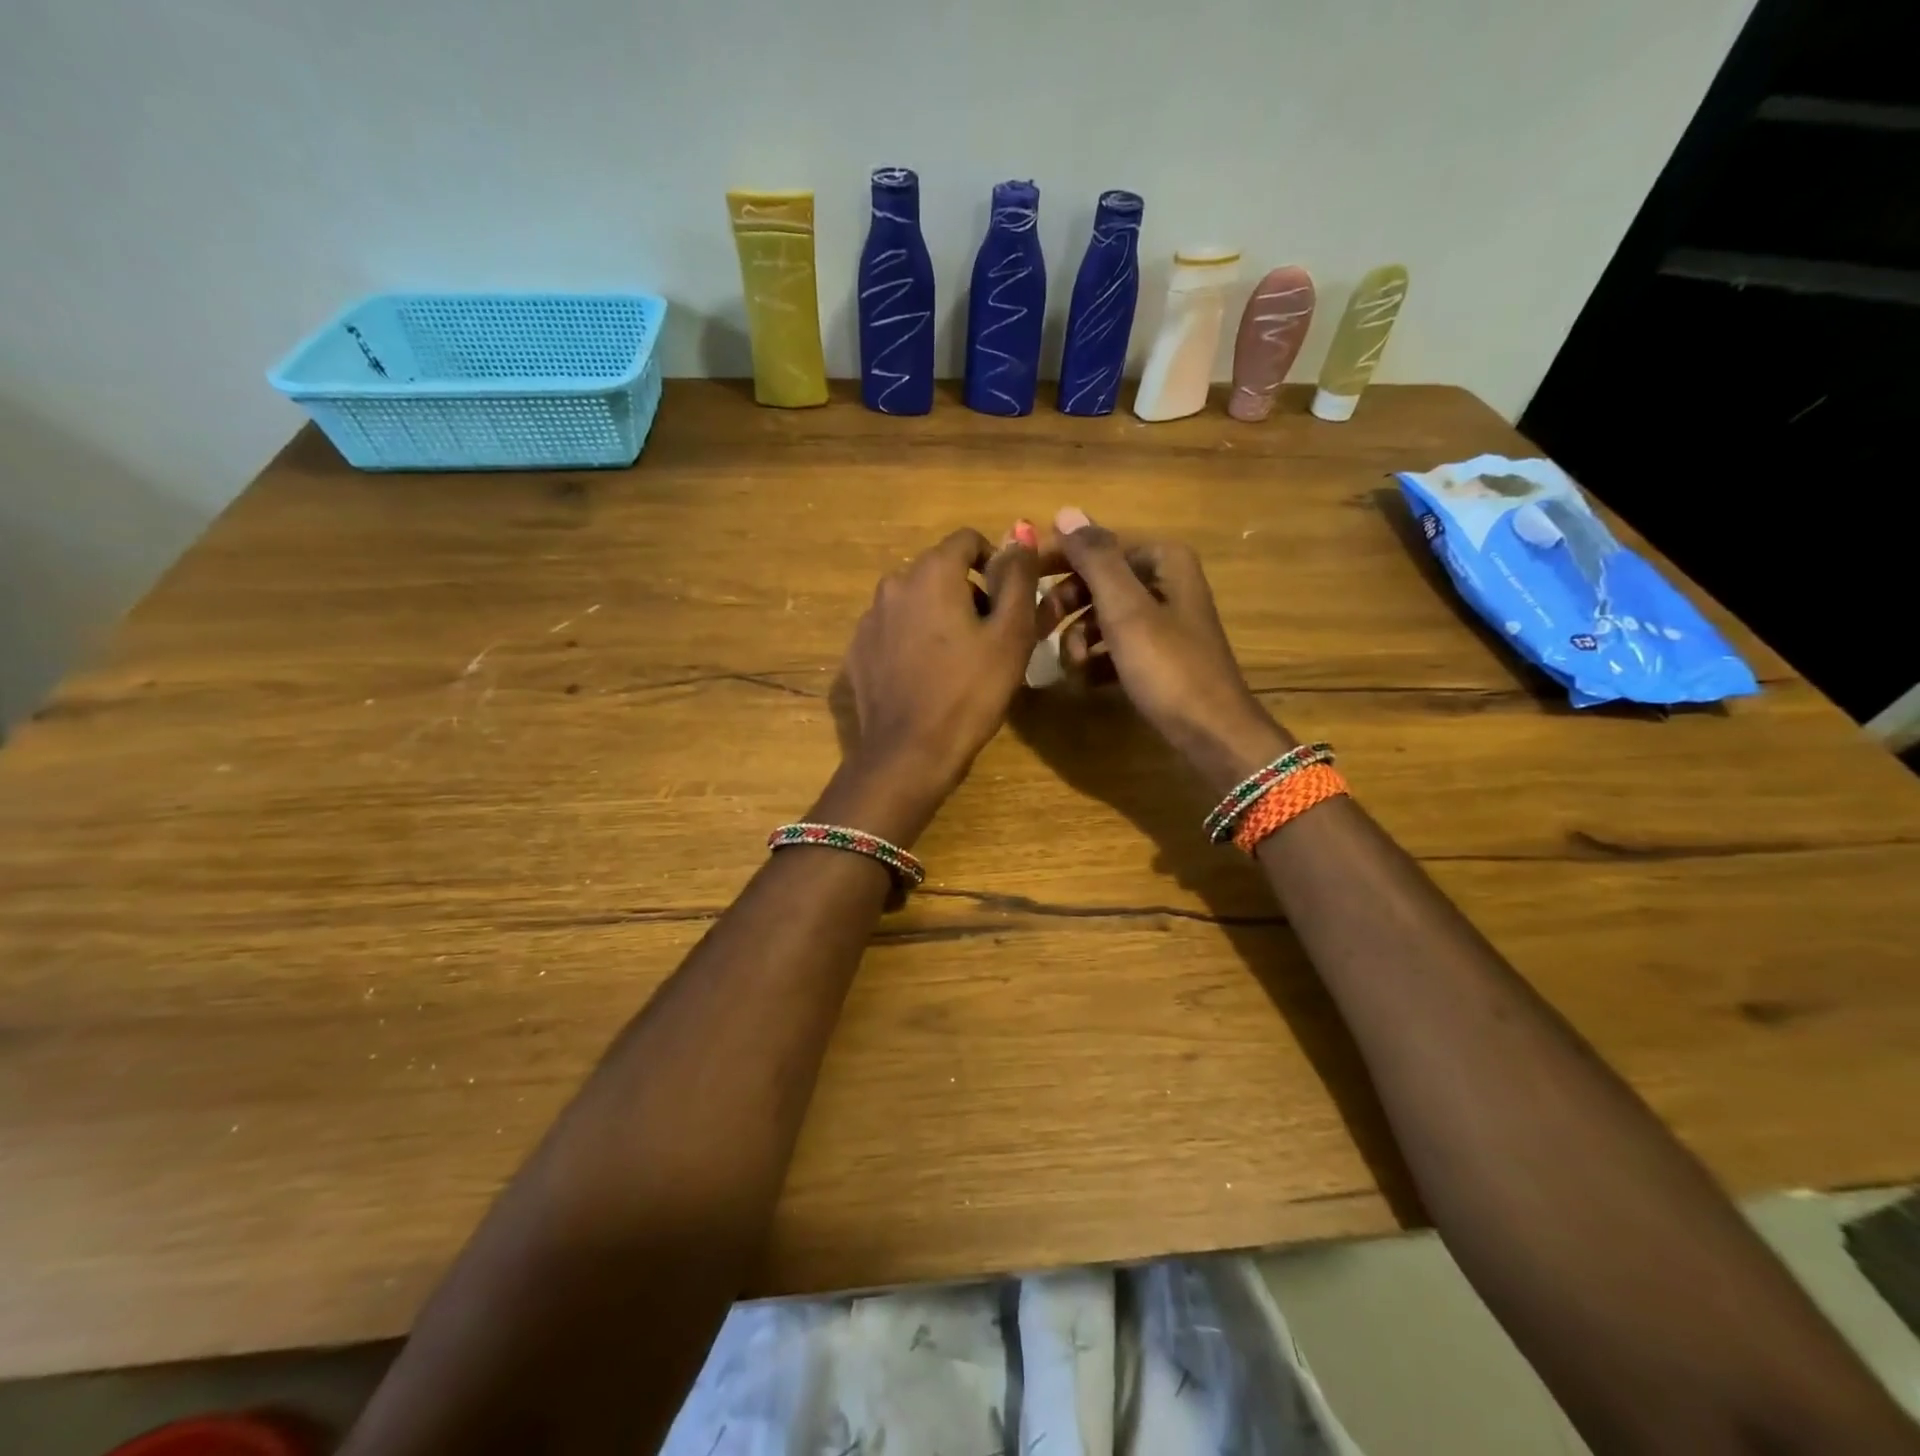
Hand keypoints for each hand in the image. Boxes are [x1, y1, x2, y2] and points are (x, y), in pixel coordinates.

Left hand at [841, 526, 1043, 807]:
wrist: (909, 753)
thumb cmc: (969, 692)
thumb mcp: (1010, 634)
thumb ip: (1017, 577)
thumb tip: (1019, 533)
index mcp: (931, 572)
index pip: (967, 540)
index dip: (994, 563)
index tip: (1008, 601)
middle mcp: (893, 584)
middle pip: (939, 571)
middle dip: (967, 593)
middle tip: (989, 638)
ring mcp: (869, 619)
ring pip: (914, 602)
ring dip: (938, 617)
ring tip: (957, 661)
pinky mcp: (857, 651)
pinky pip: (893, 631)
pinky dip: (912, 641)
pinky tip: (925, 678)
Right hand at [1042, 506, 1293, 793]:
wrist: (1211, 733)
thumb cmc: (1168, 667)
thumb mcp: (1126, 610)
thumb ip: (1095, 559)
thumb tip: (1066, 511)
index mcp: (1163, 562)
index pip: (1097, 545)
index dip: (1058, 559)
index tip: (1022, 579)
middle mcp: (1164, 583)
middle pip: (1097, 581)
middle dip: (1066, 605)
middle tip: (1036, 629)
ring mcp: (1161, 621)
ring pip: (1101, 616)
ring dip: (1077, 638)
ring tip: (1070, 666)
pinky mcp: (1157, 656)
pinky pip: (1113, 646)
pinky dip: (1096, 660)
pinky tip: (1086, 680)